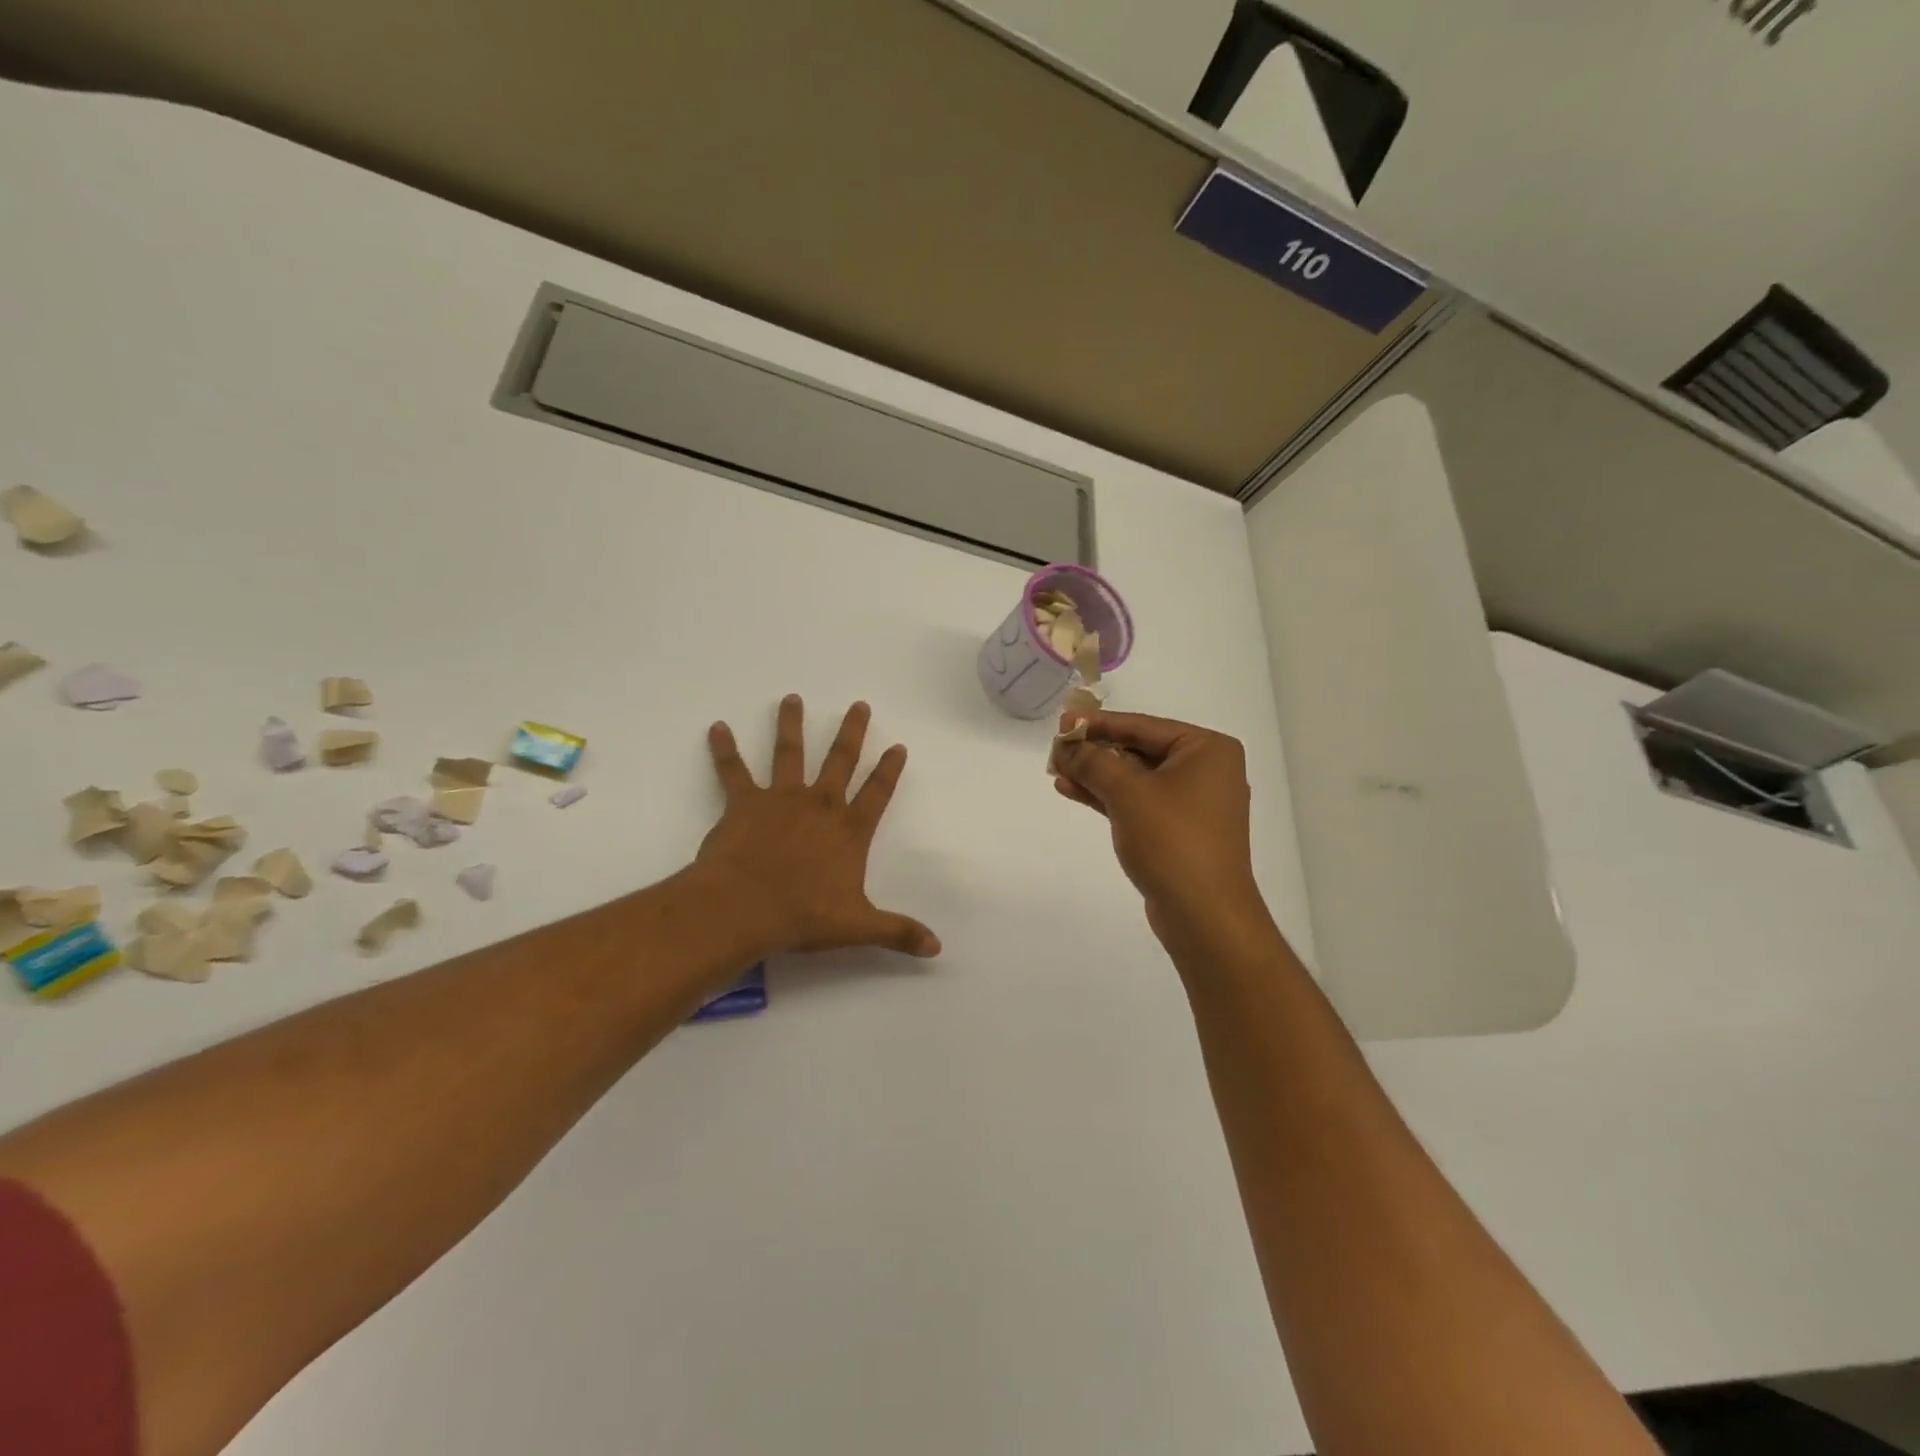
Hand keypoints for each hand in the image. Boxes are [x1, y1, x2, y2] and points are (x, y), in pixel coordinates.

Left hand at [698, 695, 940, 959]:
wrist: (745, 908)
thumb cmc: (803, 915)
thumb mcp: (858, 927)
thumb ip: (898, 932)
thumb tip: (937, 948)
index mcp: (849, 830)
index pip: (877, 793)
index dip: (889, 770)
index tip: (898, 746)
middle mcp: (820, 805)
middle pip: (841, 760)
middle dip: (852, 732)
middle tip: (859, 705)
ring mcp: (781, 798)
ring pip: (789, 752)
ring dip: (791, 724)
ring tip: (792, 698)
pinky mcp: (744, 802)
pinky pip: (733, 770)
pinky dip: (724, 749)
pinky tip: (717, 728)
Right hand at [1051, 711, 1265, 944]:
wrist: (1204, 914)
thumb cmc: (1172, 840)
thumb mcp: (1127, 792)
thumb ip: (1092, 762)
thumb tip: (1065, 745)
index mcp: (1206, 749)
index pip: (1142, 726)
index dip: (1098, 724)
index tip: (1062, 723)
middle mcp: (1205, 770)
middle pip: (1138, 750)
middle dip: (1095, 751)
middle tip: (1056, 750)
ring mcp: (1193, 803)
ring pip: (1135, 779)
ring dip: (1096, 775)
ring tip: (1056, 771)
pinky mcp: (1178, 831)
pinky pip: (1138, 802)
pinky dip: (1108, 797)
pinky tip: (1072, 791)